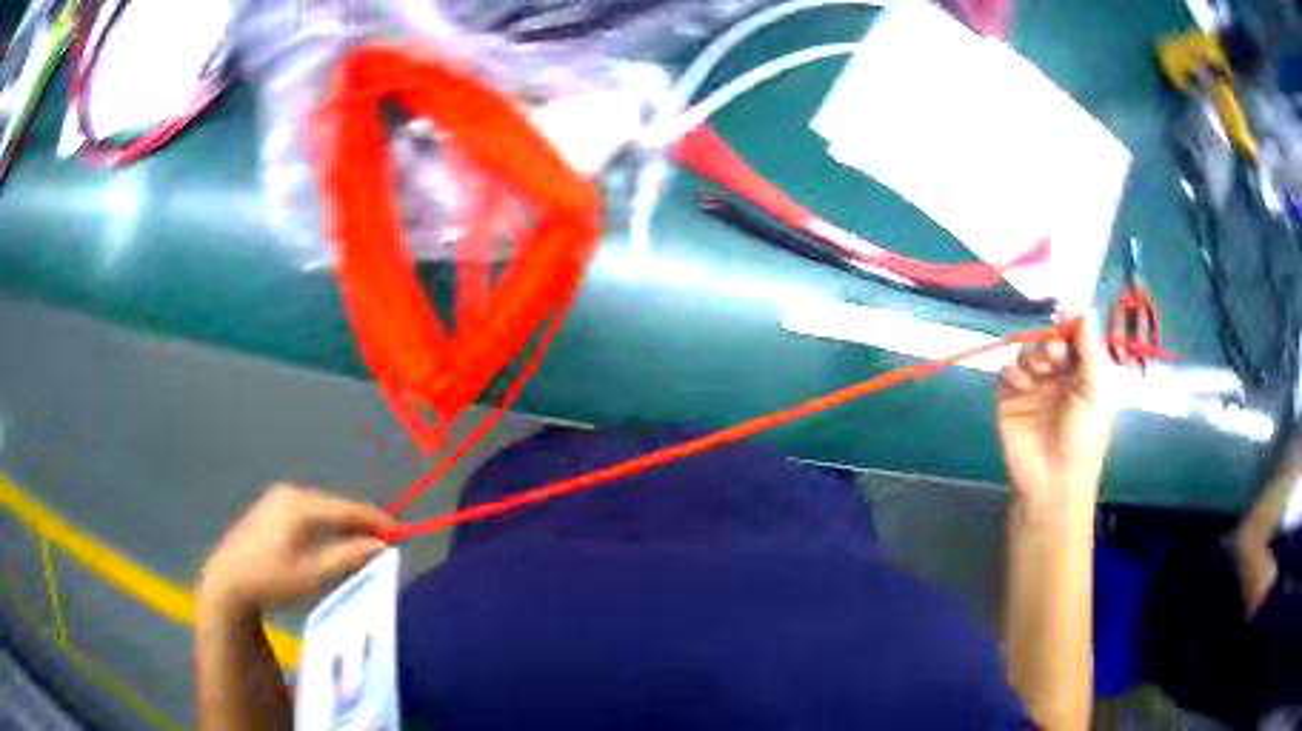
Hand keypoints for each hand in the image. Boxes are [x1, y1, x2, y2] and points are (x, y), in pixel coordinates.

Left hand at [199, 484, 396, 616]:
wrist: (227, 581)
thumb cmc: (271, 579)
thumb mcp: (312, 573)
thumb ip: (348, 556)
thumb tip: (382, 545)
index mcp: (300, 504)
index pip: (348, 508)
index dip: (377, 520)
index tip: (403, 533)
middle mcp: (290, 492)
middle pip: (336, 505)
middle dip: (362, 523)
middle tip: (386, 544)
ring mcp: (277, 498)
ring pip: (322, 509)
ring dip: (344, 525)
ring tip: (364, 545)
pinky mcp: (271, 507)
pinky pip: (309, 511)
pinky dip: (326, 525)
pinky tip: (333, 540)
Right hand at [997, 313, 1115, 519]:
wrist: (1053, 482)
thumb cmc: (1083, 439)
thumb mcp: (1095, 392)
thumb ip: (1089, 350)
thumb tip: (1085, 308)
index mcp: (1082, 373)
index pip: (1074, 336)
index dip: (1069, 321)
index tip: (1065, 309)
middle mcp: (1057, 375)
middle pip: (1048, 337)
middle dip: (1050, 338)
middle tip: (1055, 353)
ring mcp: (1032, 386)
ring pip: (1026, 350)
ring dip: (1032, 353)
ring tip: (1040, 371)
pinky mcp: (1009, 399)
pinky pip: (1006, 371)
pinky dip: (1012, 371)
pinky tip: (1022, 385)